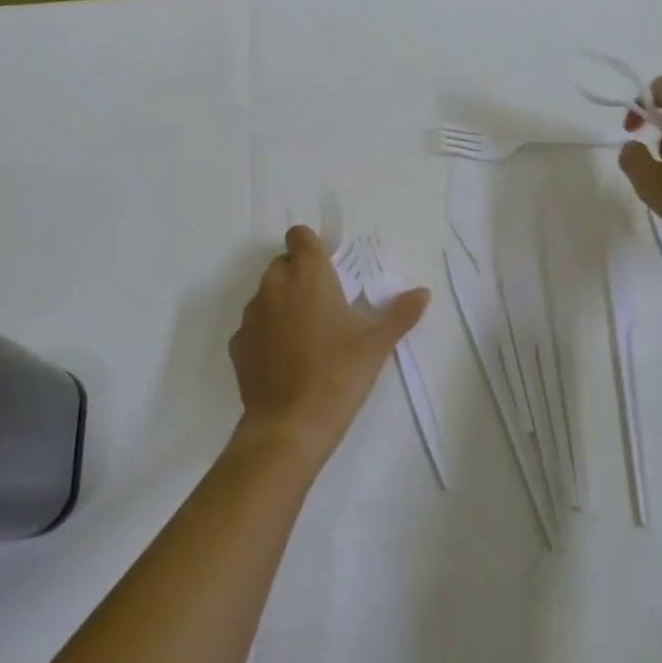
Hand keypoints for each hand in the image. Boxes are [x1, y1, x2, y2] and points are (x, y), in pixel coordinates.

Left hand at [227, 226, 430, 469]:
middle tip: (327, 305)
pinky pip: (255, 325)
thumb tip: (423, 293)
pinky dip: (268, 332)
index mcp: (307, 275)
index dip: (314, 247)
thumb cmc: (338, 375)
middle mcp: (274, 285)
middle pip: (284, 263)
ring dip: (284, 303)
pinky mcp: (238, 344)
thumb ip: (400, 313)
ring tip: (309, 335)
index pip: (300, 236)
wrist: (289, 426)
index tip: (331, 270)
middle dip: (302, 276)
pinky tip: (287, 359)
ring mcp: (251, 315)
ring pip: (268, 294)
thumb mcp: (376, 344)